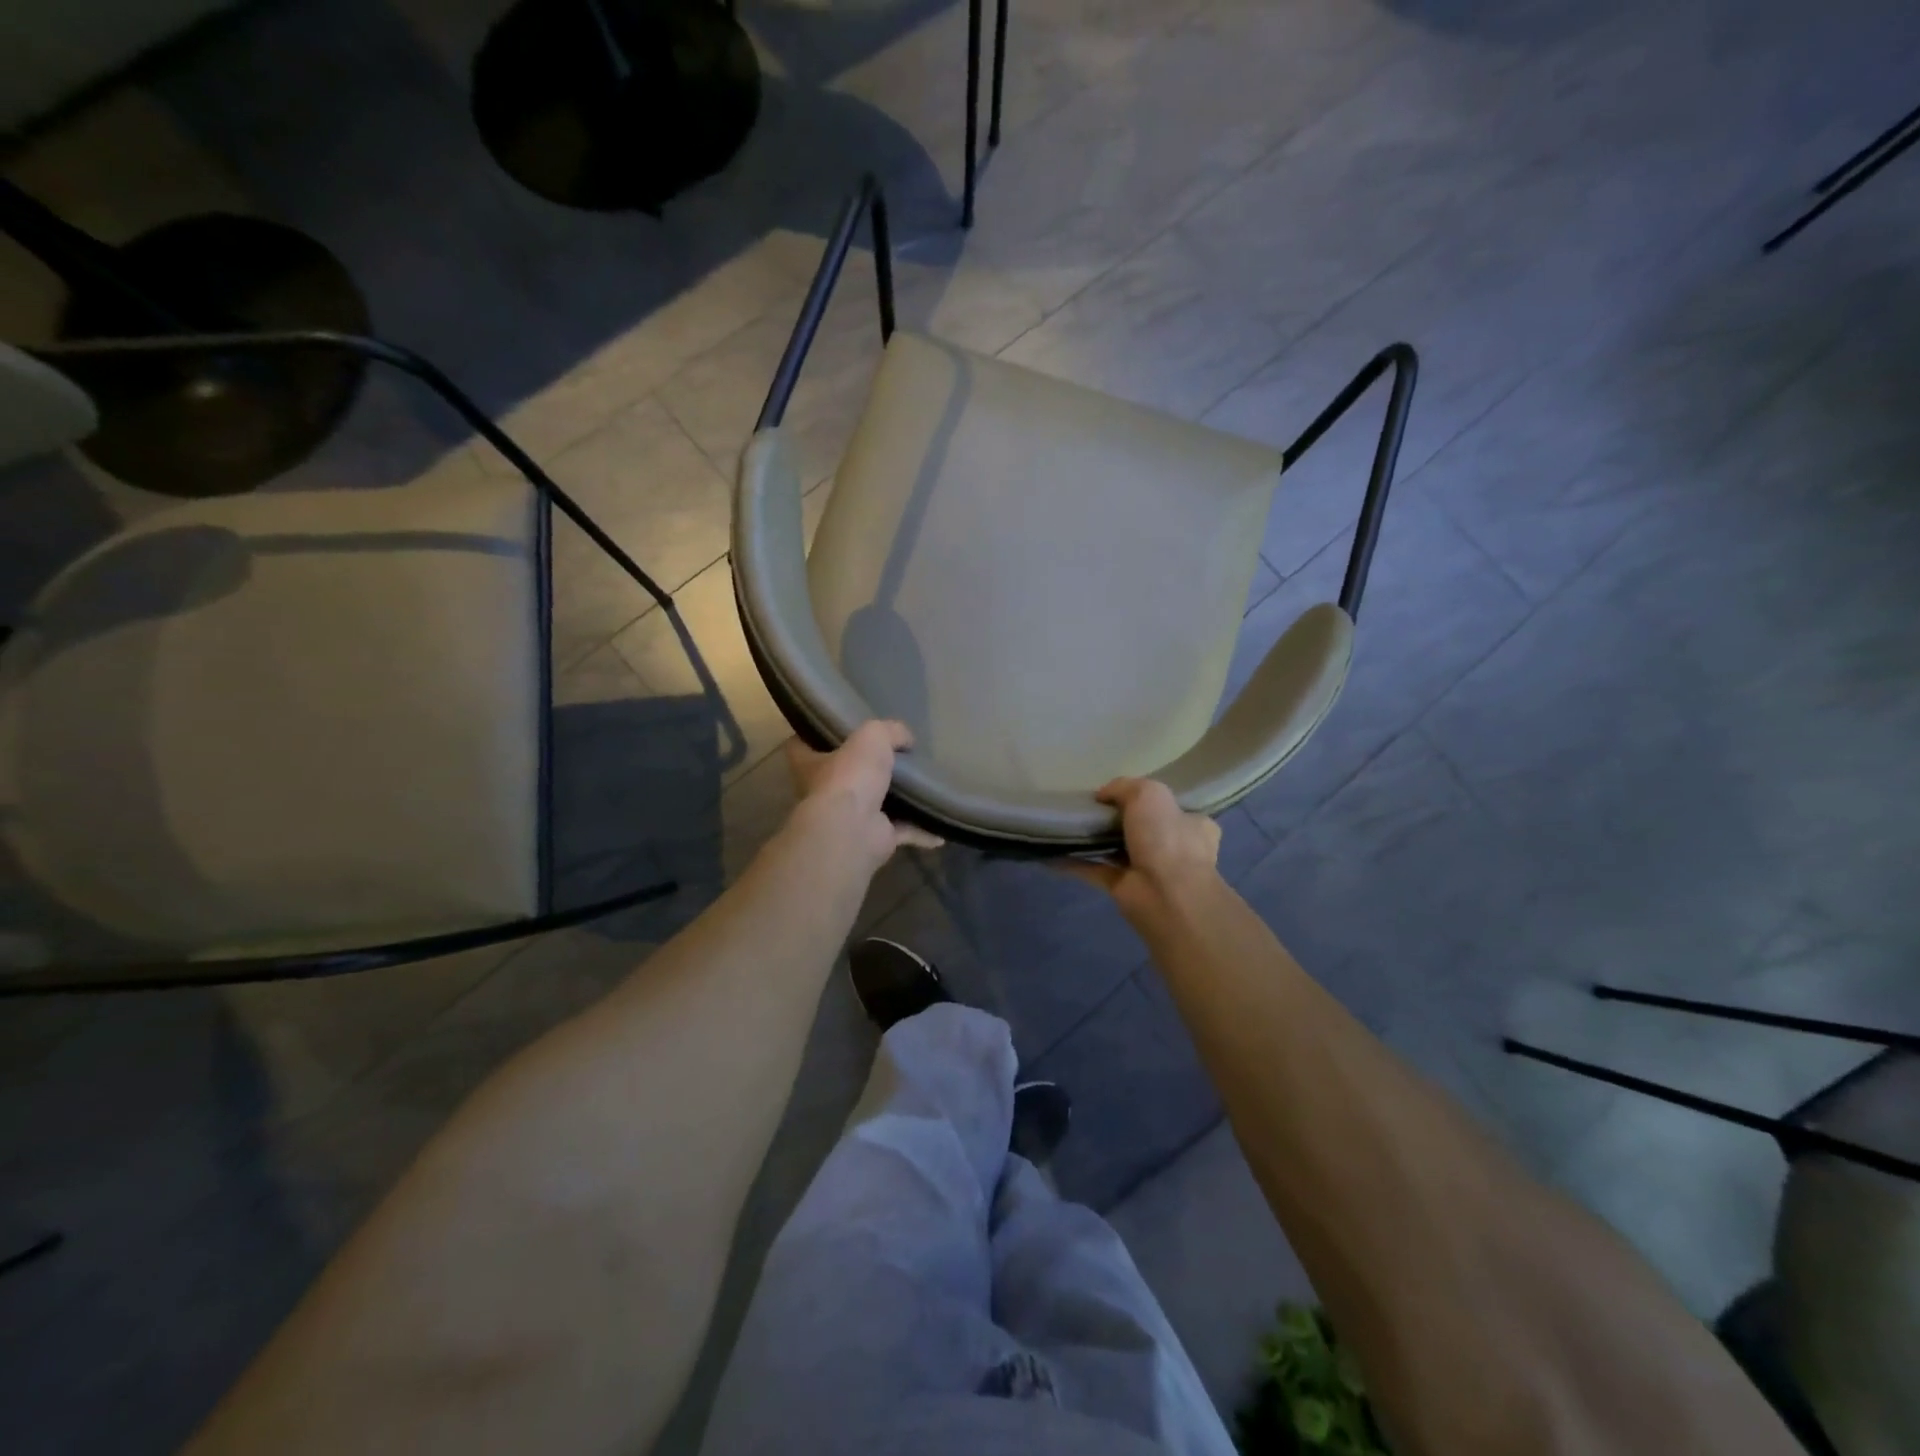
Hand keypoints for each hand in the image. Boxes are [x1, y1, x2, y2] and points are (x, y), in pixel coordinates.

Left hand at [785, 720, 943, 869]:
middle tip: (894, 754)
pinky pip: (902, 831)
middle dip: (864, 768)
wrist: (853, 830)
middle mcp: (824, 792)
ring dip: (896, 800)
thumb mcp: (872, 736)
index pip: (802, 744)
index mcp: (809, 763)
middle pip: (843, 774)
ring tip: (921, 785)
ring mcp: (848, 819)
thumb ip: (890, 731)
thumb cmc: (850, 776)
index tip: (839, 726)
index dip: (818, 734)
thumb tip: (906, 739)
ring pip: (874, 804)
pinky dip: (921, 830)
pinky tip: (940, 828)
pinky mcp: (873, 838)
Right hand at [1062, 778, 1220, 917]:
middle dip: (1118, 820)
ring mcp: (1149, 870)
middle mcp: (1174, 847)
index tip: (1117, 794)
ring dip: (1095, 841)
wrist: (1166, 895)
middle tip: (1089, 808)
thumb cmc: (1166, 838)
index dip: (1145, 799)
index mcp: (1191, 824)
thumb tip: (1102, 795)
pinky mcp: (1124, 888)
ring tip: (1066, 825)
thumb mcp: (1148, 794)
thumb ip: (1123, 787)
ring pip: (1117, 850)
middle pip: (1141, 828)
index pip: (1169, 808)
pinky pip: (1096, 871)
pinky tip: (1053, 853)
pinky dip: (1075, 863)